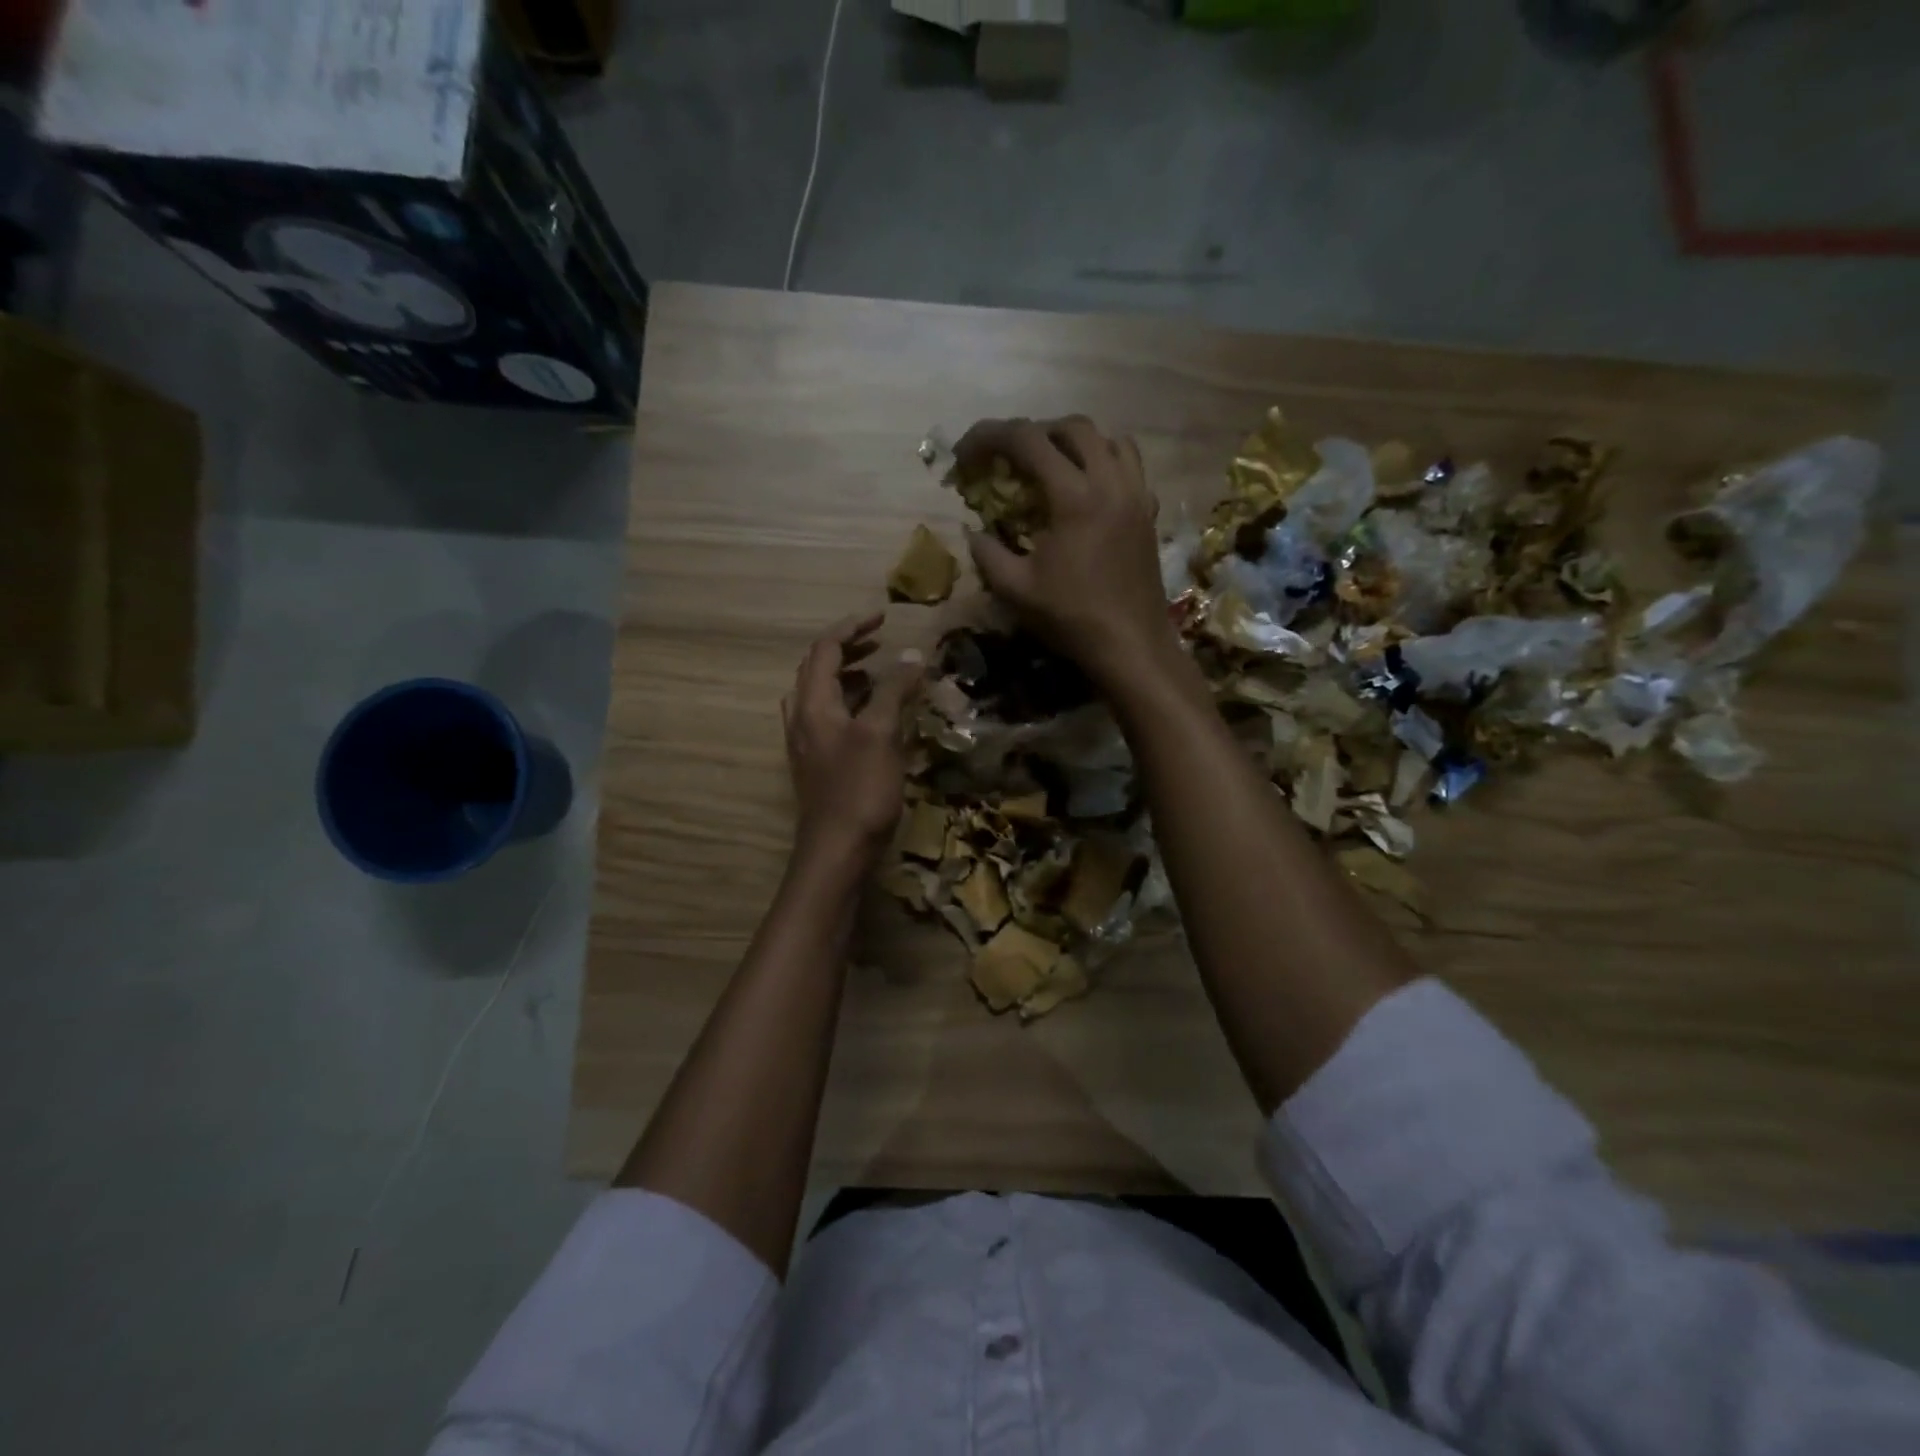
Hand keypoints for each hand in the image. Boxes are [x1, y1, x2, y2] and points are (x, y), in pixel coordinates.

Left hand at [782, 613, 922, 866]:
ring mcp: (806, 744)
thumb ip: (894, 690)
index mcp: (813, 704)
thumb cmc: (859, 789)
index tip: (883, 617)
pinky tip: (872, 716)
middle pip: (816, 669)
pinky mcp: (817, 764)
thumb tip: (911, 655)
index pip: (824, 650)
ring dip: (846, 676)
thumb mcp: (881, 733)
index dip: (852, 628)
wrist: (837, 850)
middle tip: (879, 642)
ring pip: (820, 695)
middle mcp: (802, 718)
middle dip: (846, 649)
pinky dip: (848, 703)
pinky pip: (828, 718)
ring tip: (877, 672)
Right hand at [958, 416, 1178, 691]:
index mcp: (1074, 497)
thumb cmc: (1072, 618)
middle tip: (1009, 458)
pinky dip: (1105, 464)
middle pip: (1073, 427)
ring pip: (1109, 440)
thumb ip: (987, 553)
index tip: (966, 453)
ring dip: (1075, 442)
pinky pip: (1131, 467)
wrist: (1130, 645)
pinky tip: (1088, 491)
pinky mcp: (1149, 513)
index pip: (1028, 440)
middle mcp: (1110, 483)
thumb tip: (974, 532)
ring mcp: (1136, 496)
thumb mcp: (1015, 590)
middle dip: (1034, 433)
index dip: (990, 436)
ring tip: (1052, 465)